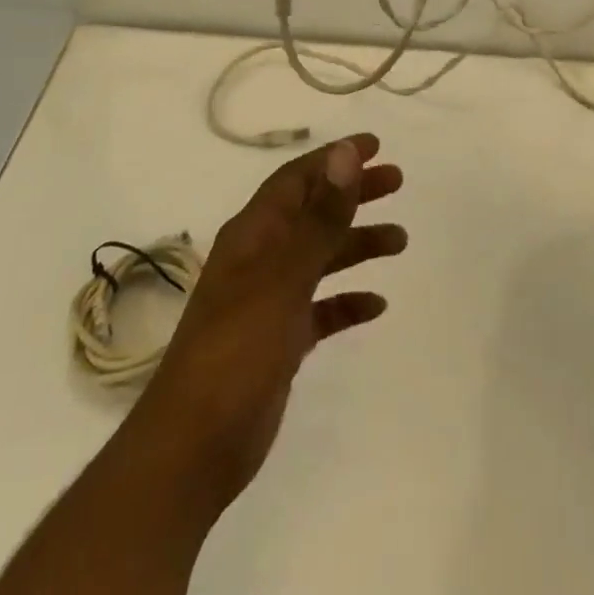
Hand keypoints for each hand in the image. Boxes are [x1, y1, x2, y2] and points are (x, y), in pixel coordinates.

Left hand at [131, 134, 405, 515]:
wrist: (193, 448)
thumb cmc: (237, 350)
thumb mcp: (283, 277)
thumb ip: (319, 217)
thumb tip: (345, 153)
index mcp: (253, 234)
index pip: (297, 179)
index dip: (334, 158)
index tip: (375, 146)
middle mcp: (260, 259)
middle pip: (312, 212)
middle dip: (353, 194)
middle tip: (397, 182)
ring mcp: (268, 301)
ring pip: (320, 258)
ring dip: (357, 244)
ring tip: (400, 241)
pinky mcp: (279, 341)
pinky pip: (321, 308)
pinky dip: (347, 301)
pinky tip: (375, 305)